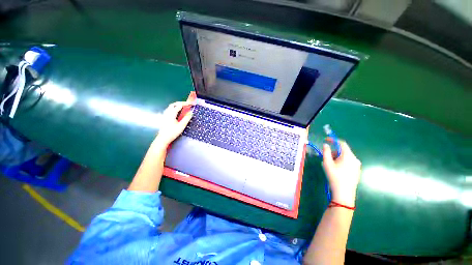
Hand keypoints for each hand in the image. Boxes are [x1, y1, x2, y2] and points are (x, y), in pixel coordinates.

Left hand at [155, 101, 193, 145]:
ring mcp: (165, 115)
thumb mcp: (181, 126)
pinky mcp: (164, 118)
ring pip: (171, 107)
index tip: (192, 104)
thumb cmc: (172, 132)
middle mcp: (167, 112)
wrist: (163, 138)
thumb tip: (191, 113)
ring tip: (184, 107)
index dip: (186, 104)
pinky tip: (178, 112)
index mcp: (171, 113)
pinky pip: (170, 110)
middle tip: (188, 104)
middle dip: (181, 103)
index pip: (179, 105)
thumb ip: (186, 118)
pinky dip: (175, 109)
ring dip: (178, 105)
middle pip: (174, 104)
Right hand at [322, 140, 360, 206]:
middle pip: (344, 150)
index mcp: (348, 156)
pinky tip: (336, 169)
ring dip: (337, 157)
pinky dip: (341, 162)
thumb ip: (325, 152)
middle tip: (326, 156)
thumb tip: (325, 145)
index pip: (342, 143)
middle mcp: (355, 159)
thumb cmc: (334, 176)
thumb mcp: (327, 163)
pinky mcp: (357, 171)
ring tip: (330, 164)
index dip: (333, 140)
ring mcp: (357, 165)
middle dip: (334, 151)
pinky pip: (348, 162)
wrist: (344, 193)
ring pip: (346, 157)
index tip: (326, 140)